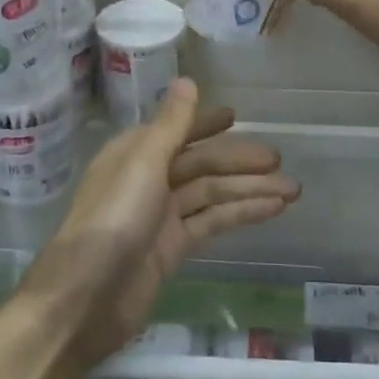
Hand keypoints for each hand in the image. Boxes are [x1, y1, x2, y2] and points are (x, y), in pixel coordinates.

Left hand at [15, 80, 297, 375]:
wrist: (85, 298)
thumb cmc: (113, 218)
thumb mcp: (143, 162)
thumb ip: (171, 124)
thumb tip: (187, 80)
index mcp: (135, 153)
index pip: (177, 131)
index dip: (205, 123)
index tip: (235, 117)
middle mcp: (148, 179)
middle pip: (201, 164)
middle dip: (239, 161)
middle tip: (279, 160)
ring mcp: (161, 216)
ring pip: (212, 194)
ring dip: (249, 189)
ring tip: (292, 189)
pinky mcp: (173, 249)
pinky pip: (212, 222)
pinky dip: (240, 214)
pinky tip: (271, 210)